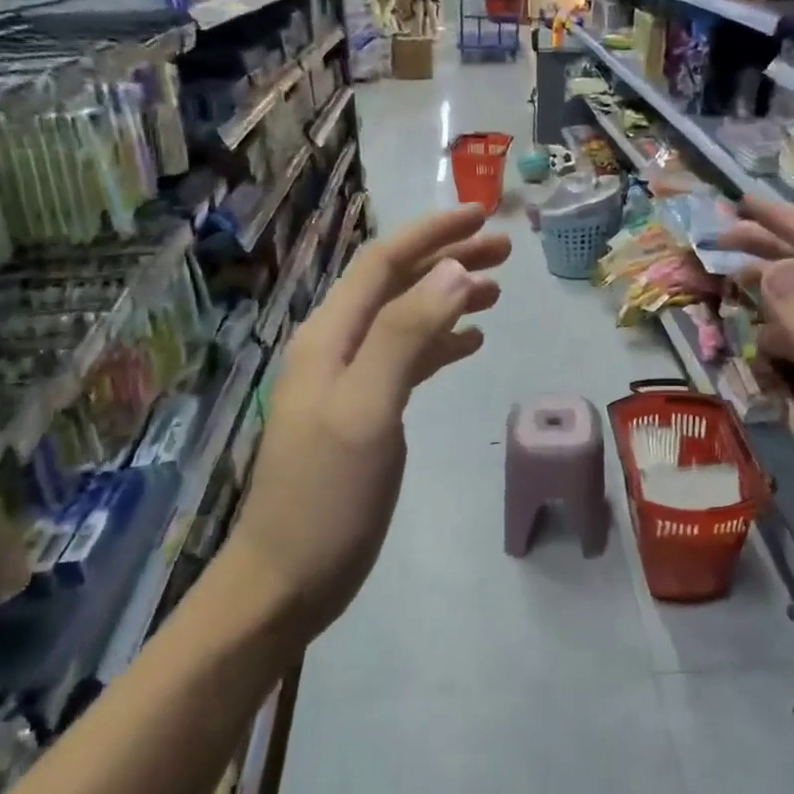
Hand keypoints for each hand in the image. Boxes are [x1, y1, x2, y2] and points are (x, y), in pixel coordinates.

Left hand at [226, 205, 509, 639]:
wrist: (287, 576)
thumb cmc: (327, 497)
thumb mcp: (367, 411)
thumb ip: (406, 337)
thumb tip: (454, 272)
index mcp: (330, 338)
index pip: (383, 265)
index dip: (432, 235)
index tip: (484, 217)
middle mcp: (336, 349)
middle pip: (396, 286)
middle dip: (447, 261)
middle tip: (505, 251)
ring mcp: (349, 383)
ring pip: (405, 322)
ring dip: (448, 300)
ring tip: (497, 292)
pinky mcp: (364, 415)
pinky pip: (406, 361)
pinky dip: (439, 344)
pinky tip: (470, 345)